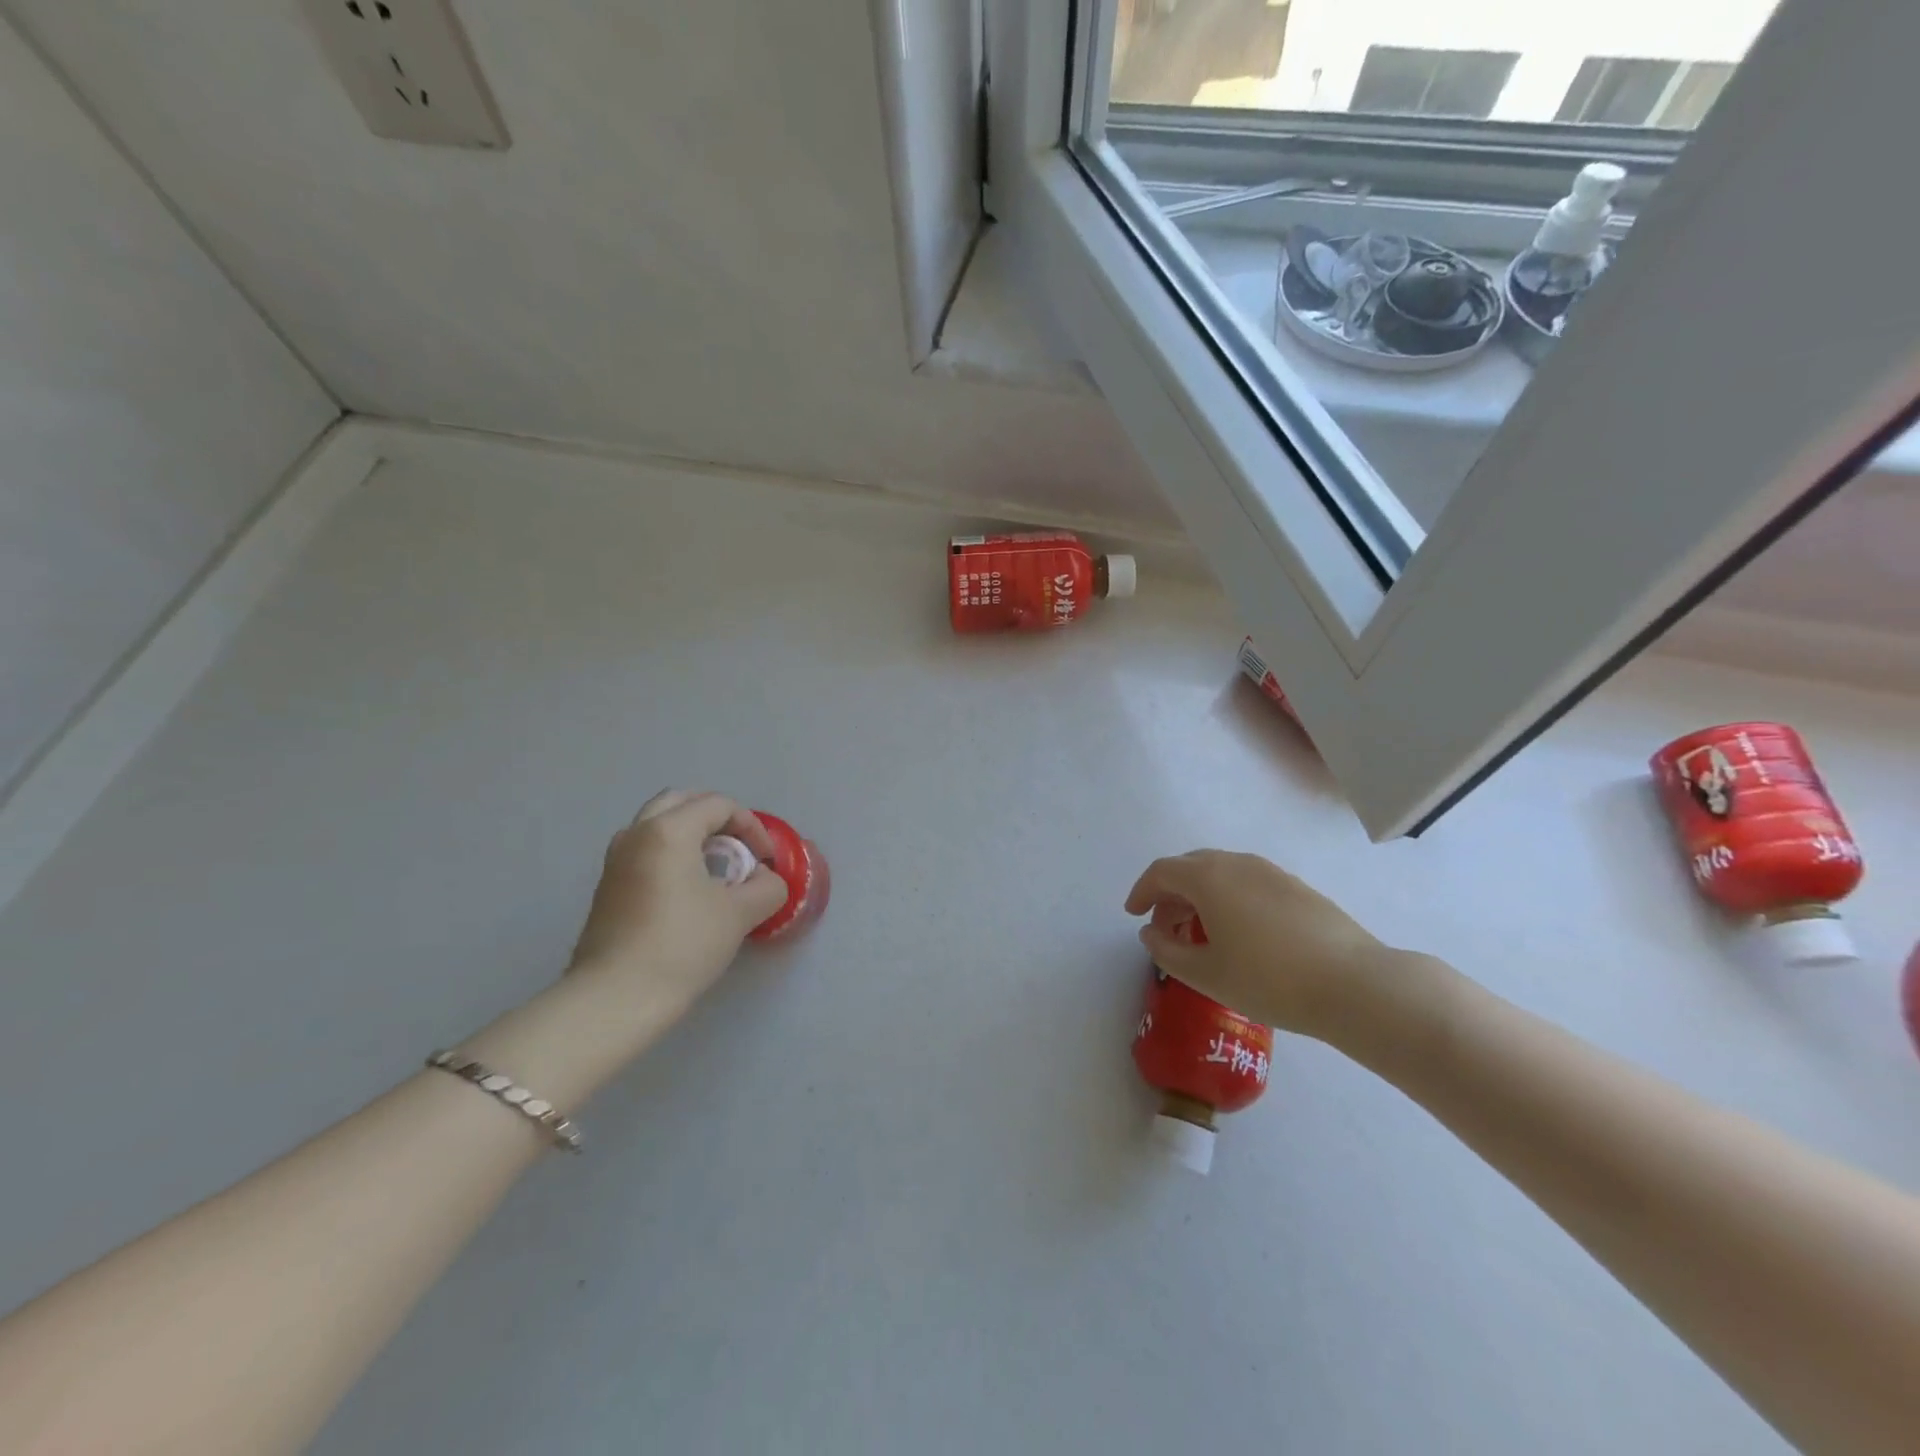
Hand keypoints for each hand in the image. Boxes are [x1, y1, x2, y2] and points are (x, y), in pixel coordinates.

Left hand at [568, 790, 788, 1013]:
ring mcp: (616, 860)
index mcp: (668, 830)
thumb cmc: (682, 945)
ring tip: (715, 867)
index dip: (751, 827)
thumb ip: (766, 887)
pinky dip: (671, 853)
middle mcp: (637, 833)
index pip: (718, 805)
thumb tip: (765, 879)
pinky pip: (645, 850)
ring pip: (658, 825)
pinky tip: (688, 890)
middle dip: (717, 818)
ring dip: (691, 834)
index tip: (765, 861)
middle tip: (739, 847)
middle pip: (682, 802)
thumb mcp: (740, 914)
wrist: (615, 998)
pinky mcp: (607, 887)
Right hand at [1124, 851, 1398, 1037]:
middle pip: (1190, 867)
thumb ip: (1166, 950)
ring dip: (1200, 896)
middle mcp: (1237, 863)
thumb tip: (1150, 933)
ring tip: (1200, 933)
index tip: (1133, 915)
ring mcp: (1271, 872)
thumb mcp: (1205, 974)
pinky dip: (1228, 898)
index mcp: (1208, 877)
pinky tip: (1239, 933)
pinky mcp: (1297, 887)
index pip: (1161, 872)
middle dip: (1170, 894)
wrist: (1354, 984)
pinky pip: (1247, 882)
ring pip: (1221, 873)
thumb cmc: (1269, 979)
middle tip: (1164, 927)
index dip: (1141, 891)